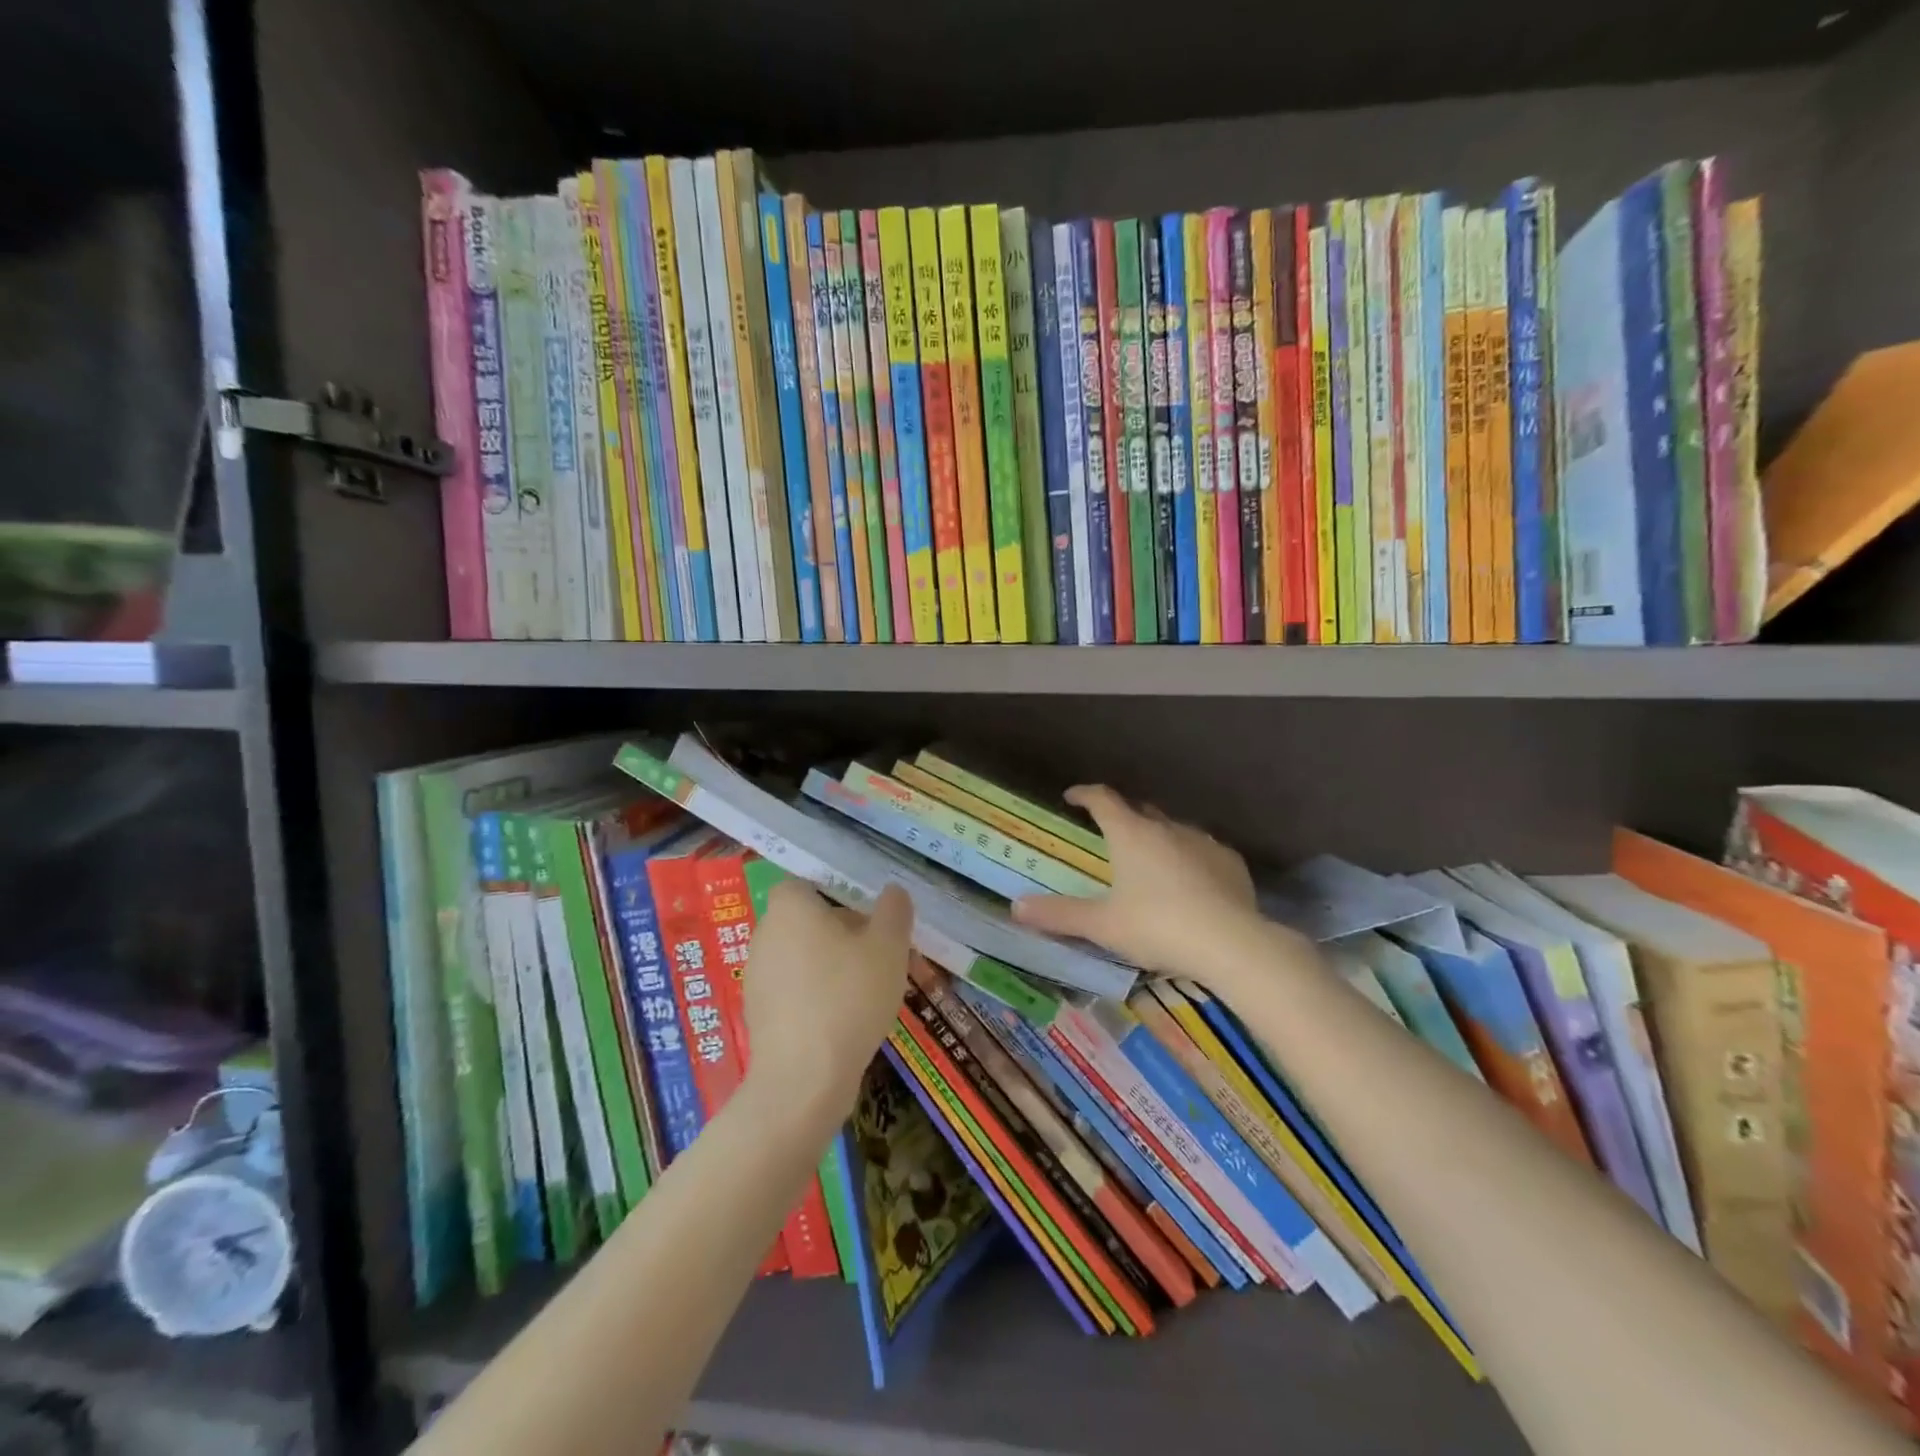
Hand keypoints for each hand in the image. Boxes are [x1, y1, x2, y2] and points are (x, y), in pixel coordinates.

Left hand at [741, 880, 911, 1116]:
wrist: (803, 1080)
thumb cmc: (848, 997)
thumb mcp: (888, 946)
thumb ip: (894, 911)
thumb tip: (893, 892)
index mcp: (790, 908)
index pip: (805, 884)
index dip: (837, 894)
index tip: (867, 915)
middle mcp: (765, 935)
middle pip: (807, 921)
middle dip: (843, 932)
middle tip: (880, 953)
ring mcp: (757, 977)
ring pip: (802, 958)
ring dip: (832, 966)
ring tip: (870, 990)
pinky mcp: (759, 1015)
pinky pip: (794, 991)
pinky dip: (817, 996)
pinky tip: (846, 1021)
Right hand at [1012, 785, 1258, 976]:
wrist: (1231, 944)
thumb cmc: (1158, 926)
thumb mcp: (1102, 925)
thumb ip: (1059, 914)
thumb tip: (1016, 907)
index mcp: (1131, 833)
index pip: (1102, 799)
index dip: (1084, 794)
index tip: (1072, 797)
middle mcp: (1166, 827)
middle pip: (1138, 810)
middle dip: (1121, 816)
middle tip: (1108, 835)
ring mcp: (1202, 841)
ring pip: (1172, 829)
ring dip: (1157, 838)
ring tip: (1149, 862)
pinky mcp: (1230, 861)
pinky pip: (1202, 850)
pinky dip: (1189, 858)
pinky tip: (1190, 883)